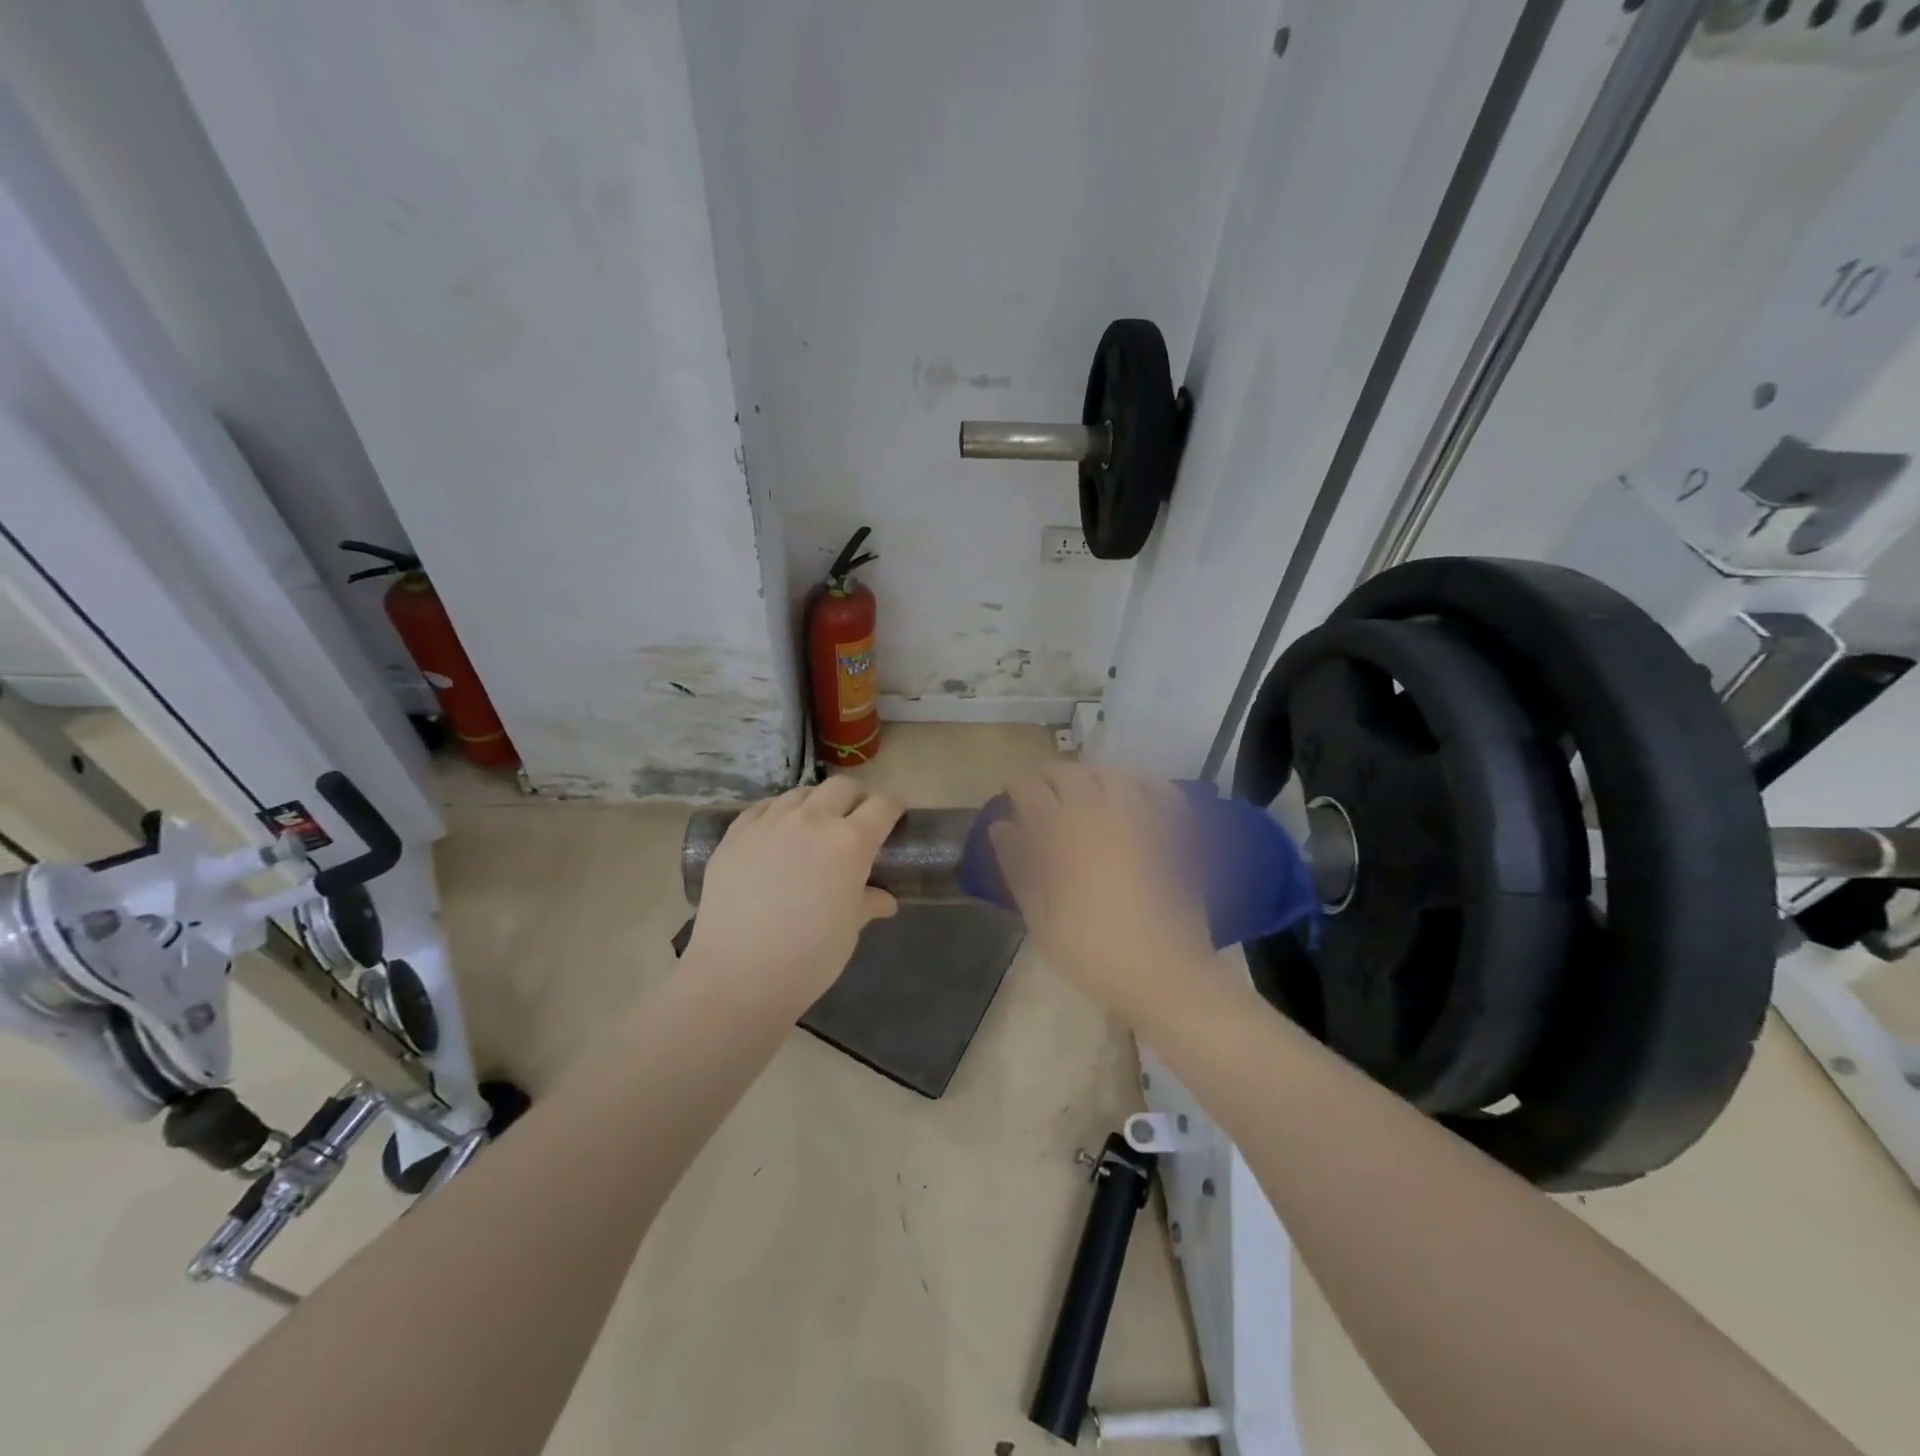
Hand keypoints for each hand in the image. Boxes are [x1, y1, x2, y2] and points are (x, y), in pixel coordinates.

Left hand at [684, 777, 903, 1009]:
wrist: (737, 975)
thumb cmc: (807, 959)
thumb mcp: (849, 932)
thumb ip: (867, 904)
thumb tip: (884, 900)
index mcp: (850, 842)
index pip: (883, 805)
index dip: (893, 809)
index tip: (894, 821)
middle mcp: (813, 820)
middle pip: (842, 787)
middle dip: (856, 798)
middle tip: (856, 821)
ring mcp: (770, 822)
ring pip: (801, 793)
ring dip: (816, 803)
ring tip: (814, 826)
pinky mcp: (736, 833)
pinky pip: (764, 808)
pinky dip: (779, 813)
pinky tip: (777, 834)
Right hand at [988, 766, 1215, 1023]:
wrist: (1163, 972)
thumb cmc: (1091, 951)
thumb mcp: (1040, 917)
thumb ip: (1019, 866)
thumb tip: (1001, 827)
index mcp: (1062, 831)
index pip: (1031, 790)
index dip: (1016, 787)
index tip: (1009, 794)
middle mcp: (1100, 811)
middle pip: (1069, 774)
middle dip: (1049, 778)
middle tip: (1041, 795)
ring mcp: (1141, 816)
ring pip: (1110, 774)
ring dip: (1090, 778)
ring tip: (1082, 794)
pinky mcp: (1173, 829)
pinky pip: (1157, 789)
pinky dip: (1139, 784)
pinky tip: (1132, 796)